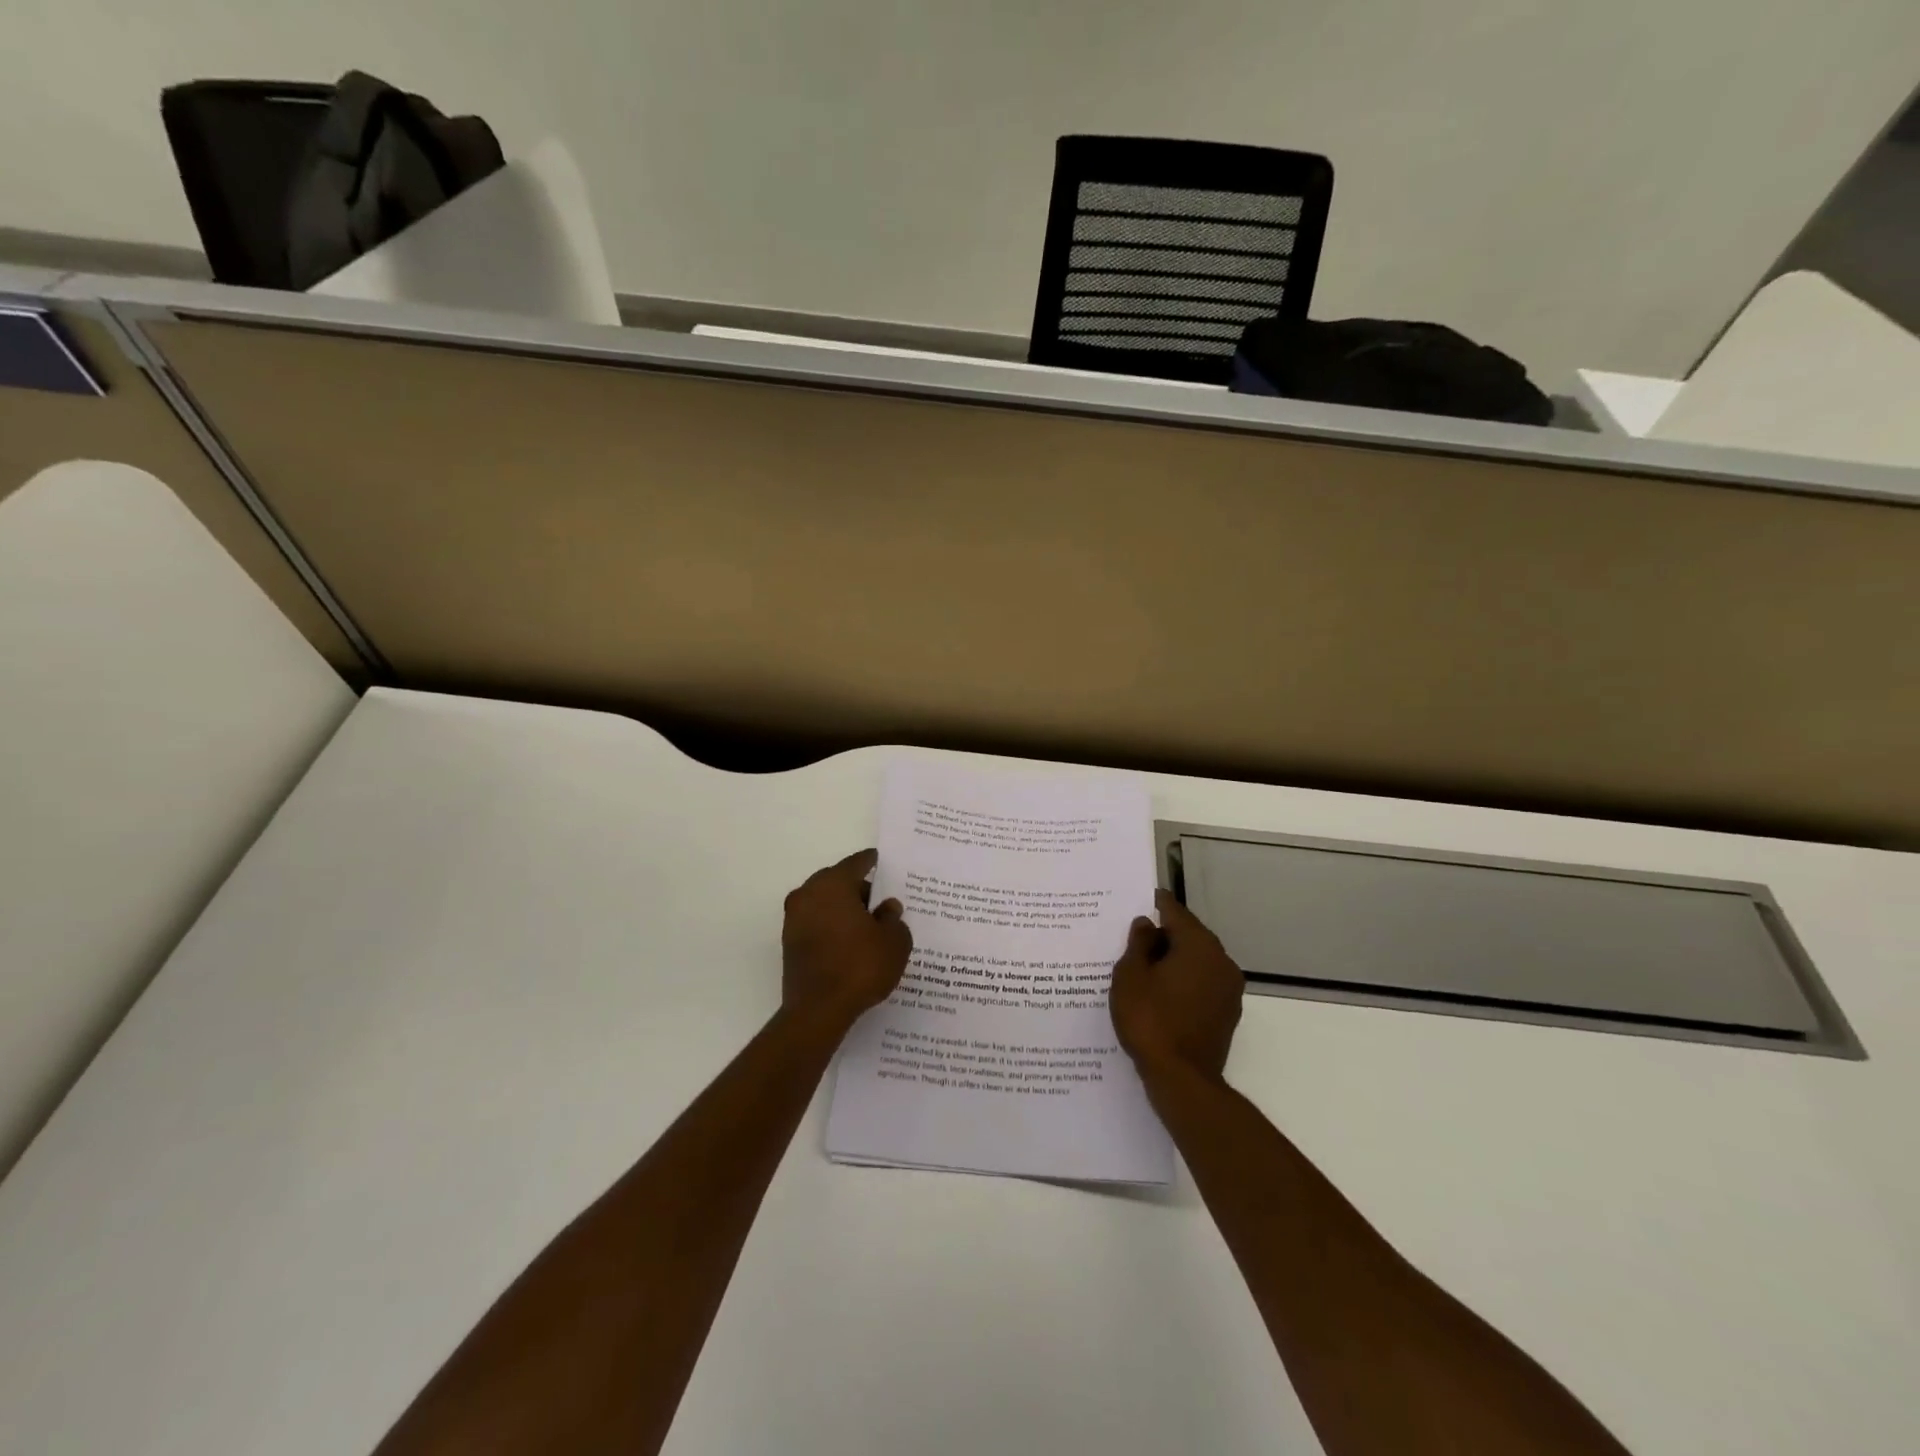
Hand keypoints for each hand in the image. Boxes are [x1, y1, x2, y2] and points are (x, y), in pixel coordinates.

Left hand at [781, 849, 912, 1033]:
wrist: (818, 1011)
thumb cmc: (860, 966)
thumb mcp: (894, 941)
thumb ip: (893, 918)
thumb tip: (886, 908)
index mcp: (833, 884)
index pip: (856, 863)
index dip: (872, 862)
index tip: (882, 861)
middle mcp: (808, 894)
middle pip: (837, 881)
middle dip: (858, 888)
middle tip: (881, 899)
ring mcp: (794, 920)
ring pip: (824, 903)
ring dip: (844, 909)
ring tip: (869, 924)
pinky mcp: (789, 944)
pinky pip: (817, 924)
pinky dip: (833, 927)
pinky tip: (851, 942)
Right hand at [1110, 890, 1244, 1082]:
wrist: (1182, 1079)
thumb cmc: (1150, 1020)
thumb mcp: (1130, 976)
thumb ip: (1138, 944)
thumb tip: (1146, 925)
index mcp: (1199, 945)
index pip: (1175, 912)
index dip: (1156, 904)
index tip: (1142, 898)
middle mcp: (1221, 960)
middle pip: (1189, 936)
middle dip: (1164, 934)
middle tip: (1135, 935)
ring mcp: (1228, 989)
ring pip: (1196, 961)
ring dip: (1174, 959)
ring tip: (1144, 965)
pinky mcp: (1227, 1013)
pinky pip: (1201, 984)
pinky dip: (1183, 981)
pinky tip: (1161, 991)